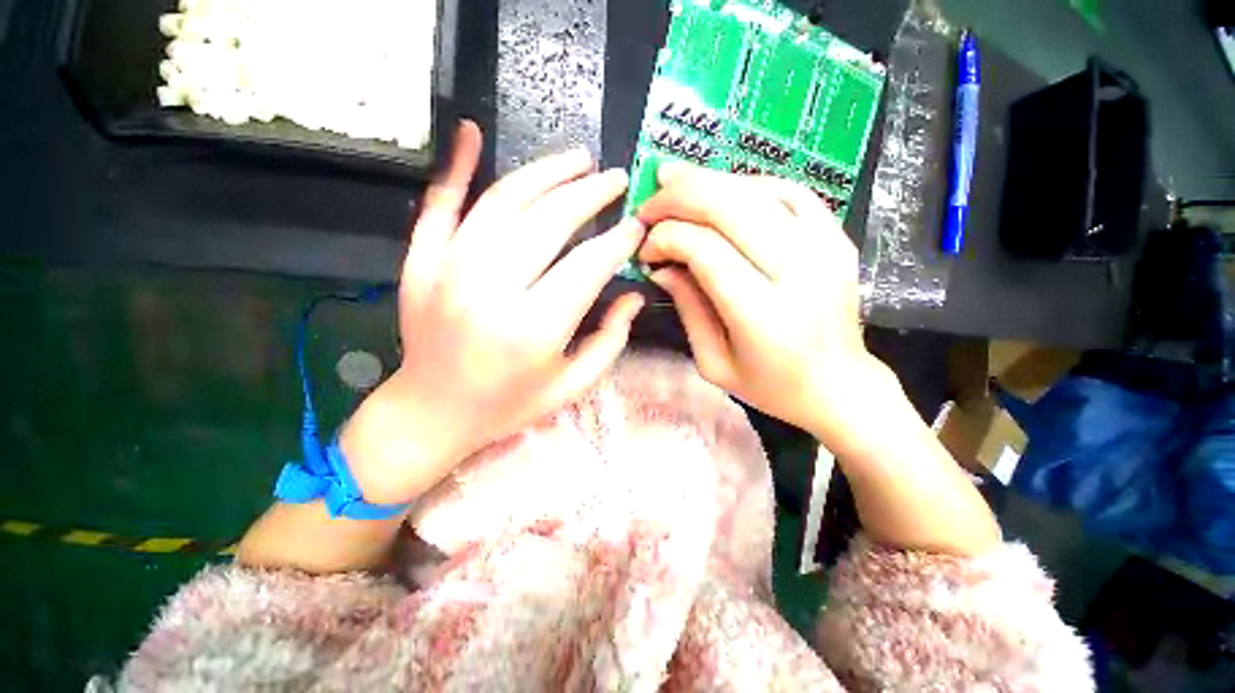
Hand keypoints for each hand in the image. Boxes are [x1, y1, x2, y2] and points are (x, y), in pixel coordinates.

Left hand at [341, 122, 645, 503]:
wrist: (430, 413)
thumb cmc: (508, 405)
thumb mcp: (572, 385)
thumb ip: (610, 340)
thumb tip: (633, 295)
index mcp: (534, 329)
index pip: (588, 265)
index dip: (617, 241)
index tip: (636, 225)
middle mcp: (491, 290)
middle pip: (549, 222)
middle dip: (590, 194)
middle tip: (616, 179)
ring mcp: (447, 269)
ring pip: (504, 201)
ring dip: (546, 172)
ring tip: (578, 159)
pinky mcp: (420, 261)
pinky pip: (439, 202)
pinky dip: (457, 165)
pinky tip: (474, 132)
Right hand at [637, 162, 890, 447]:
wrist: (839, 386)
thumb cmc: (770, 386)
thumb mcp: (713, 362)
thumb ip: (687, 307)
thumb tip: (661, 264)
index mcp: (762, 314)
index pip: (705, 250)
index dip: (667, 238)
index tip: (646, 248)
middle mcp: (798, 272)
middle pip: (731, 208)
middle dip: (680, 196)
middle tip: (651, 200)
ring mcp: (825, 248)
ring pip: (758, 191)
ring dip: (709, 181)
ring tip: (674, 182)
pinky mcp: (837, 238)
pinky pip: (790, 191)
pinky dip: (749, 184)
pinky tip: (723, 191)